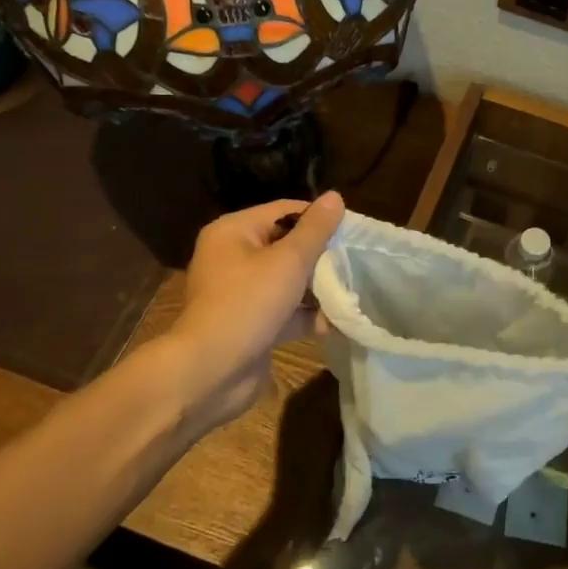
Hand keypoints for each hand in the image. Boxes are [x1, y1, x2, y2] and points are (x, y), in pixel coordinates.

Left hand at [153, 192, 344, 435]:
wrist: (210, 372)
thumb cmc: (248, 303)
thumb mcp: (288, 261)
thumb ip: (315, 230)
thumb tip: (335, 196)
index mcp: (234, 232)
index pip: (284, 210)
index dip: (319, 217)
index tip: (353, 230)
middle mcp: (233, 257)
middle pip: (287, 245)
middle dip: (322, 255)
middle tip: (357, 261)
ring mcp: (241, 293)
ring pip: (288, 280)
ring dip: (318, 287)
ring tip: (354, 290)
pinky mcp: (251, 324)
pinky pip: (285, 311)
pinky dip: (308, 315)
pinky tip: (339, 322)